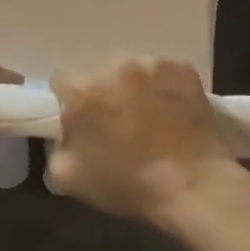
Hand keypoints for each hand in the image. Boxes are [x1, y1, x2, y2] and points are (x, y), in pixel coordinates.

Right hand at [47, 56, 240, 223]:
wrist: (193, 187)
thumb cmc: (128, 185)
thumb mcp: (68, 177)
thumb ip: (56, 144)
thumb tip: (65, 130)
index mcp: (82, 91)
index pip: (61, 82)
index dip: (69, 103)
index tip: (83, 122)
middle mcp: (113, 66)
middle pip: (96, 72)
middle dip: (100, 92)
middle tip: (116, 121)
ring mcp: (151, 64)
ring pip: (129, 68)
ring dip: (130, 86)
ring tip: (146, 115)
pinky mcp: (182, 67)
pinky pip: (161, 71)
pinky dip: (161, 86)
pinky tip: (169, 109)